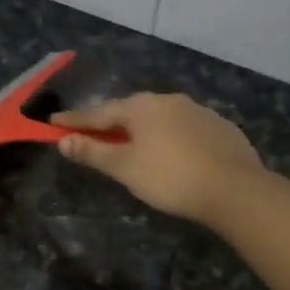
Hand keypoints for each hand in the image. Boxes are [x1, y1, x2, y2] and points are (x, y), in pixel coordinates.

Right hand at [53, 93, 263, 225]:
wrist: (234, 189)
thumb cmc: (170, 178)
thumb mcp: (125, 168)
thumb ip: (93, 153)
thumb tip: (64, 141)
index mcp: (142, 107)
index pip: (99, 114)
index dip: (76, 121)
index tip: (54, 122)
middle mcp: (169, 100)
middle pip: (131, 111)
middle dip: (111, 122)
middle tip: (94, 133)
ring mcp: (199, 111)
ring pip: (160, 118)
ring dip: (142, 129)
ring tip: (133, 143)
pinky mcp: (220, 128)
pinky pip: (184, 128)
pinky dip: (170, 137)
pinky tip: (172, 152)